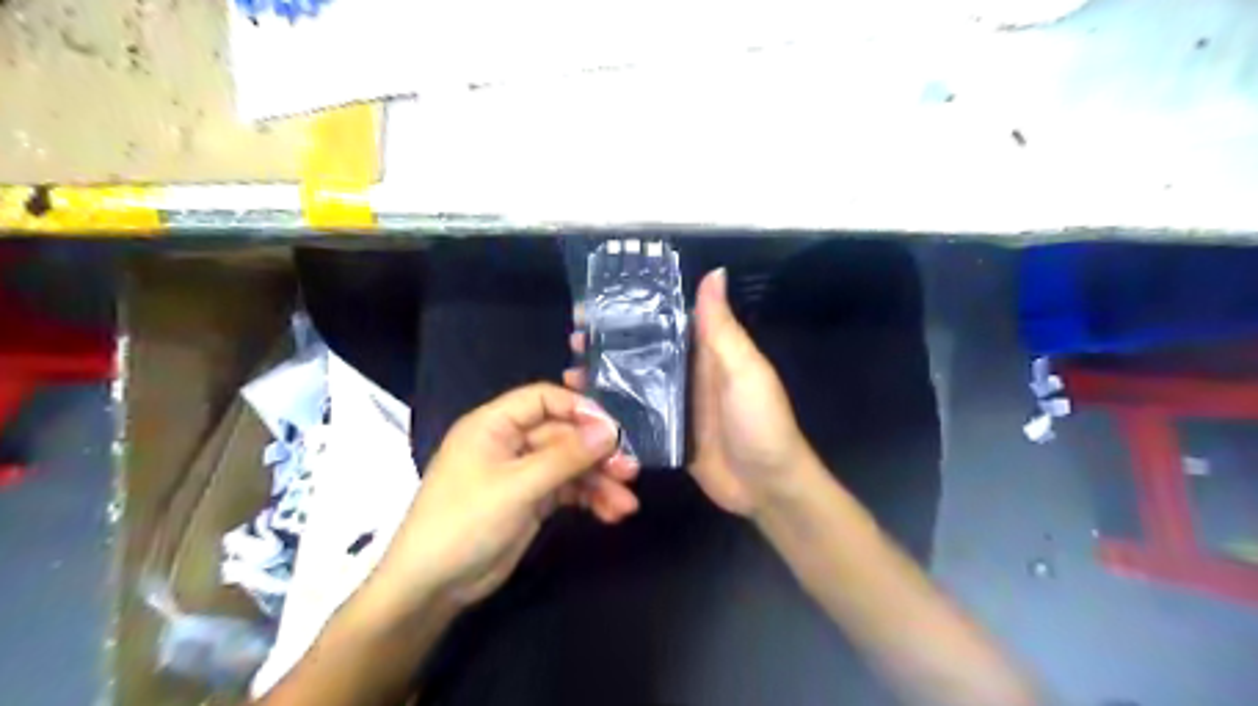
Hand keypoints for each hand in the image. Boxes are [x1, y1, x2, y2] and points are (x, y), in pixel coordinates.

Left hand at [365, 382, 640, 610]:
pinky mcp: (531, 500)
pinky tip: (612, 513)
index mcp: (494, 424)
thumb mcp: (518, 487)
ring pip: (570, 465)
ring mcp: (522, 473)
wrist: (432, 588)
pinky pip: (567, 490)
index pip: (544, 399)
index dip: (580, 409)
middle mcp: (510, 442)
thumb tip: (611, 431)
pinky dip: (589, 499)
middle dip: (597, 454)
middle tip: (629, 471)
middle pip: (563, 434)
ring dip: (599, 481)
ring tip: (627, 503)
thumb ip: (566, 456)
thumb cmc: (465, 522)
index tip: (613, 430)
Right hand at [568, 271, 817, 519]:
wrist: (768, 487)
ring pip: (632, 385)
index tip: (593, 307)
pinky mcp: (666, 437)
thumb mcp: (745, 370)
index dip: (630, 311)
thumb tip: (714, 272)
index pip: (663, 321)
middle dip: (607, 345)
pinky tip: (584, 413)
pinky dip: (612, 414)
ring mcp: (674, 407)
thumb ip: (721, 328)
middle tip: (573, 341)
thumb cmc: (760, 422)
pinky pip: (634, 420)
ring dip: (603, 378)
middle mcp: (685, 375)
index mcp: (705, 352)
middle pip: (641, 352)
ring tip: (569, 374)